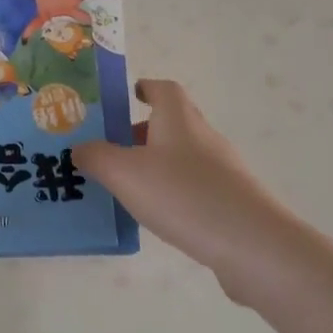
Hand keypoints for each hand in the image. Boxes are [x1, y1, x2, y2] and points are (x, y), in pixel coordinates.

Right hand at [72, 80, 308, 301]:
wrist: (252, 244)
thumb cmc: (183, 196)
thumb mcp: (125, 174)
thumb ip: (97, 158)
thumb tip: (80, 148)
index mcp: (178, 119)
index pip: (164, 89)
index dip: (147, 88)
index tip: (130, 95)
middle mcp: (203, 136)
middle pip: (173, 122)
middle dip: (144, 131)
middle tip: (114, 148)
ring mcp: (223, 169)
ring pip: (184, 156)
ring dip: (158, 163)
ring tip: (130, 186)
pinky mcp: (233, 200)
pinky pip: (196, 185)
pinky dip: (175, 191)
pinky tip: (161, 216)